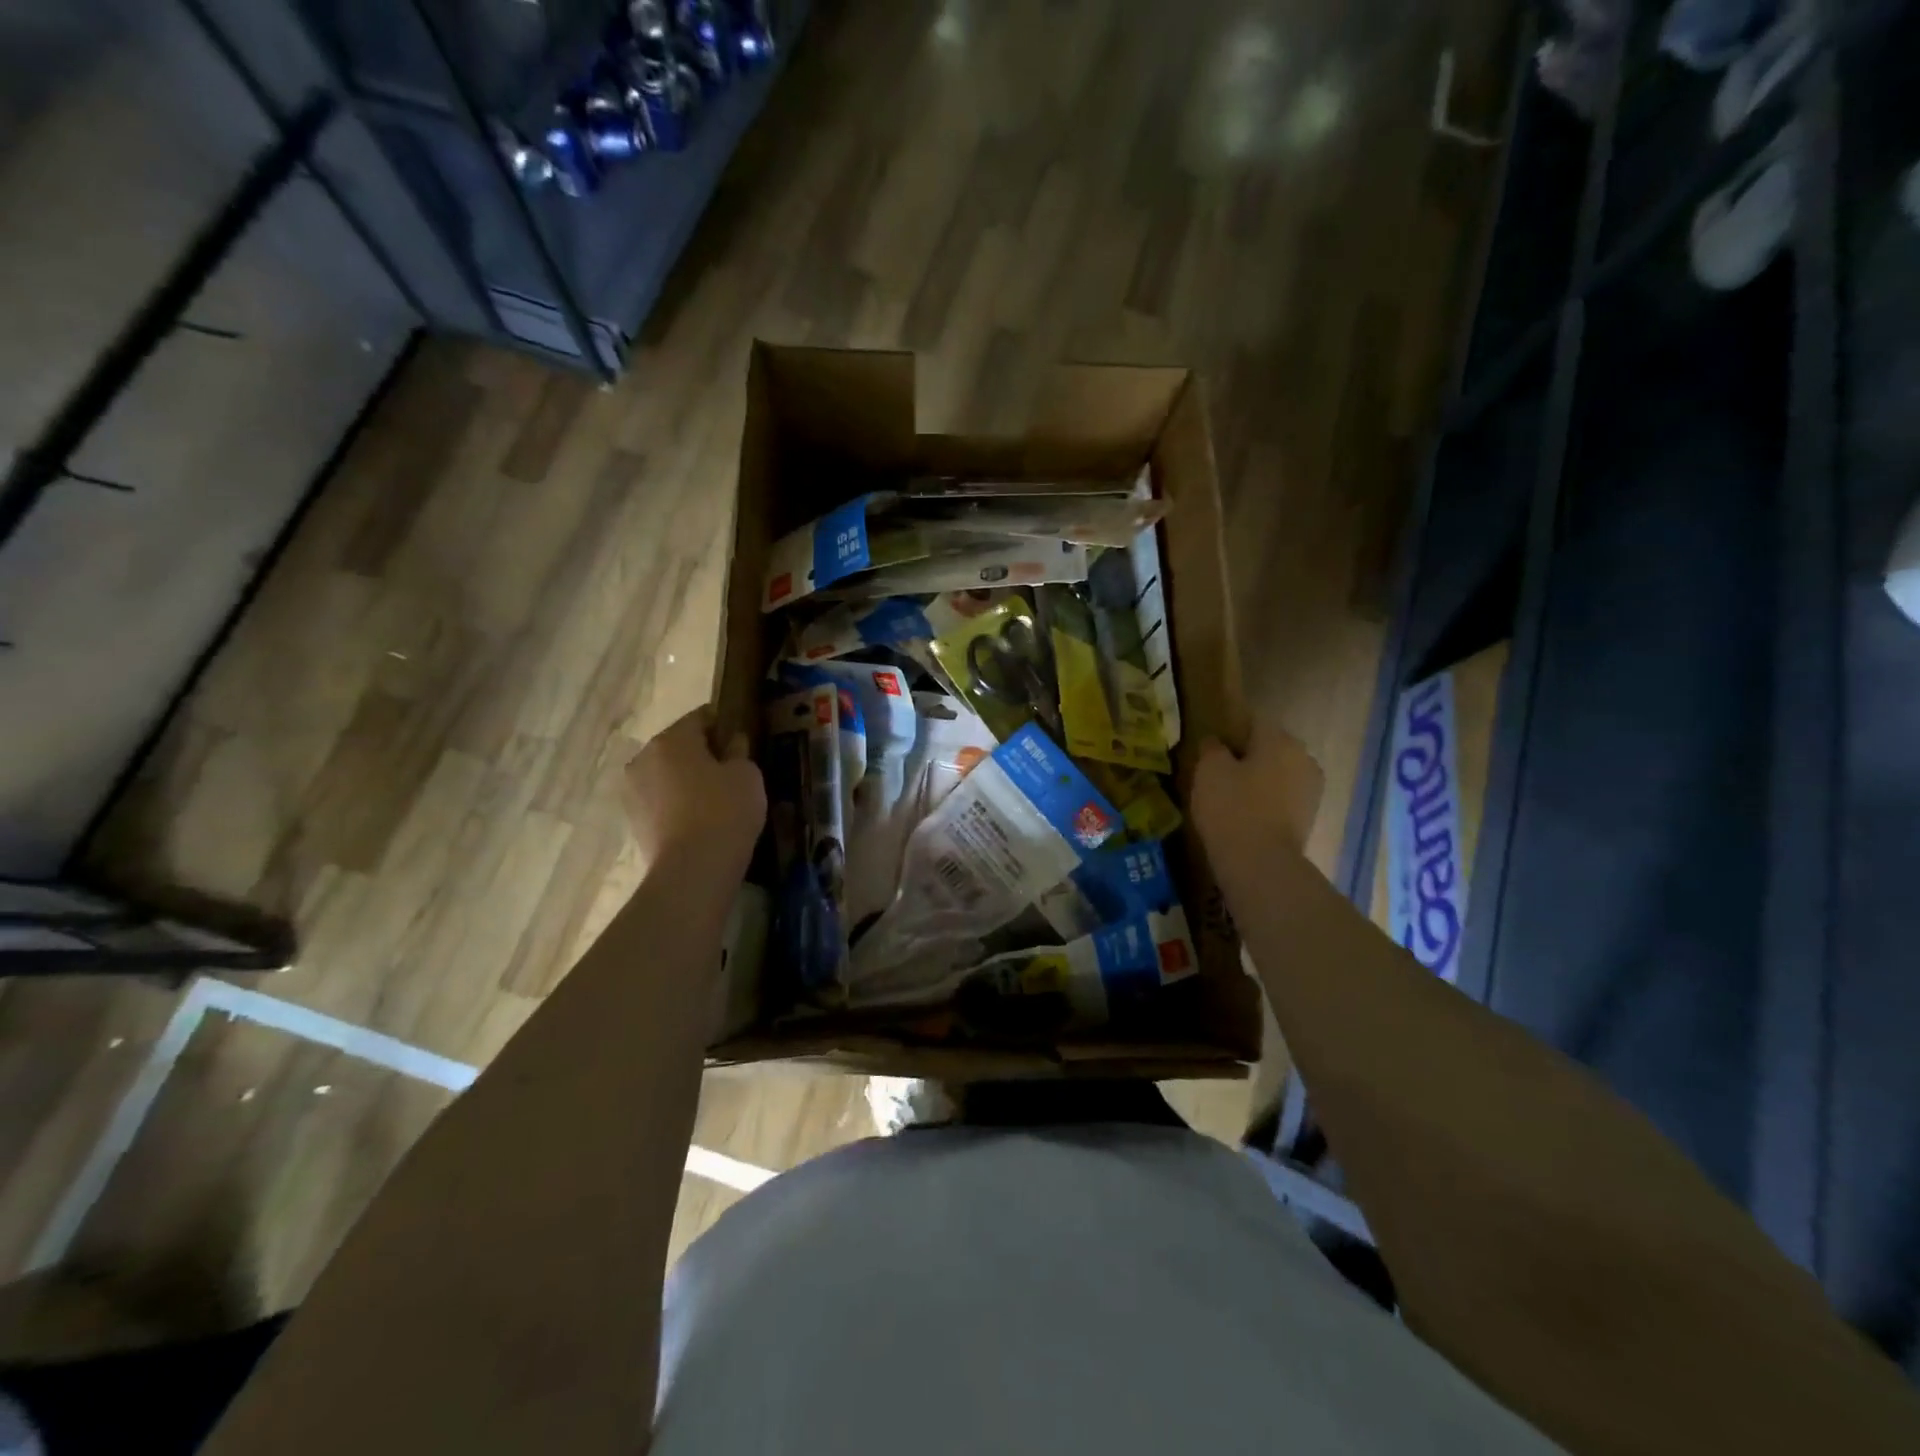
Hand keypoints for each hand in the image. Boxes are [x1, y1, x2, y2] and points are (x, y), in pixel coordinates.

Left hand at [624, 707, 765, 876]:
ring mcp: (632, 790)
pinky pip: (661, 800)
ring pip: (667, 774)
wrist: (693, 869)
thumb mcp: (747, 774)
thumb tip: (732, 743)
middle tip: (731, 773)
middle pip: (678, 745)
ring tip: (715, 800)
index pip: (701, 717)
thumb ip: (739, 751)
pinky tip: (700, 820)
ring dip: (687, 780)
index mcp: (672, 739)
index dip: (724, 725)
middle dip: (702, 754)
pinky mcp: (632, 820)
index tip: (741, 741)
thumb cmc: (725, 811)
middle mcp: (643, 758)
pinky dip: (677, 804)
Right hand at [1191, 718, 1324, 867]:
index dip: (1230, 731)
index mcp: (1280, 739)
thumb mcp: (1209, 770)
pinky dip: (1267, 803)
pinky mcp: (1310, 818)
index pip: (1253, 722)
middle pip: (1270, 748)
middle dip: (1248, 757)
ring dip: (1259, 780)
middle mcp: (1303, 757)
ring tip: (1231, 797)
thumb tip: (1216, 743)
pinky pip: (1283, 799)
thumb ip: (1212, 749)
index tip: (1212, 747)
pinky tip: (1247, 816)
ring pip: (1279, 774)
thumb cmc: (1232, 807)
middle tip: (1219, 773)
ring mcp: (1312, 789)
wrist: (1261, 863)